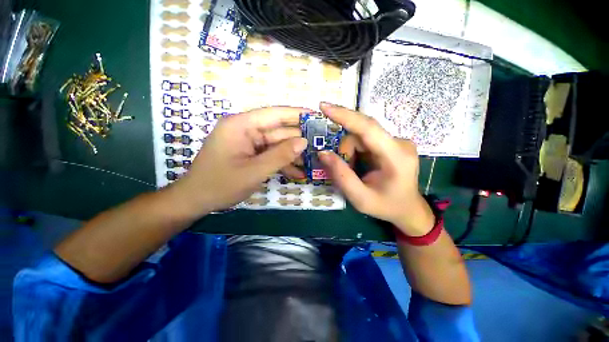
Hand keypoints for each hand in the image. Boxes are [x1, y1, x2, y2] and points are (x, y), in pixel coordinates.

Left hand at [171, 107, 307, 217]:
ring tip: (313, 161)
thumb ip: (280, 155)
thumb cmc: (221, 185)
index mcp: (241, 125)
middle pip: (278, 131)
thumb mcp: (255, 171)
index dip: (297, 114)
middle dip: (298, 139)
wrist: (197, 200)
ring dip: (293, 154)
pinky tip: (298, 172)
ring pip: (277, 144)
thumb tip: (303, 142)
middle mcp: (246, 130)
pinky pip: (270, 154)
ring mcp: (248, 143)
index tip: (316, 116)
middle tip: (320, 144)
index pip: (275, 114)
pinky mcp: (250, 154)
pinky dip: (283, 163)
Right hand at [318, 103, 434, 235]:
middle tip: (342, 167)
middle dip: (346, 149)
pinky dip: (356, 151)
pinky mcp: (392, 142)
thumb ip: (341, 175)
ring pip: (361, 135)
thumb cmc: (386, 206)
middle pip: (361, 132)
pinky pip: (366, 139)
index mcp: (396, 157)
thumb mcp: (359, 198)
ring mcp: (397, 141)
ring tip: (353, 170)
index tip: (324, 106)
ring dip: (350, 151)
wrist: (408, 209)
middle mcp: (399, 143)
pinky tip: (359, 164)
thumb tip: (323, 152)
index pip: (368, 128)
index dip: (345, 116)